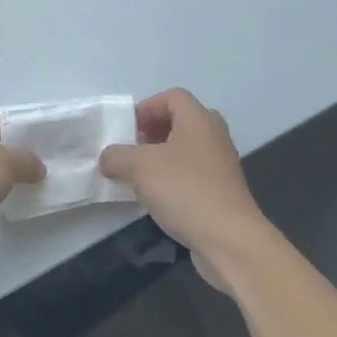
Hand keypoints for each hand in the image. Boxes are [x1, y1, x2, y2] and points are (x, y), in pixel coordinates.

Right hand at [98, 89, 273, 288]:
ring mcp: (221, 164)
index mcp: (198, 119)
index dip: (146, 108)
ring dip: (161, 158)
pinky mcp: (223, 190)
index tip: (128, 130)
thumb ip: (116, 156)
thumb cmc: (184, 190)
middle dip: (153, 132)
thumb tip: (108, 158)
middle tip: (133, 150)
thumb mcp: (138, 167)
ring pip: (186, 149)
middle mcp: (214, 135)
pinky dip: (174, 178)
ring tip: (139, 177)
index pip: (172, 96)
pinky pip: (193, 173)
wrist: (229, 239)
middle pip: (180, 121)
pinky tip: (157, 198)